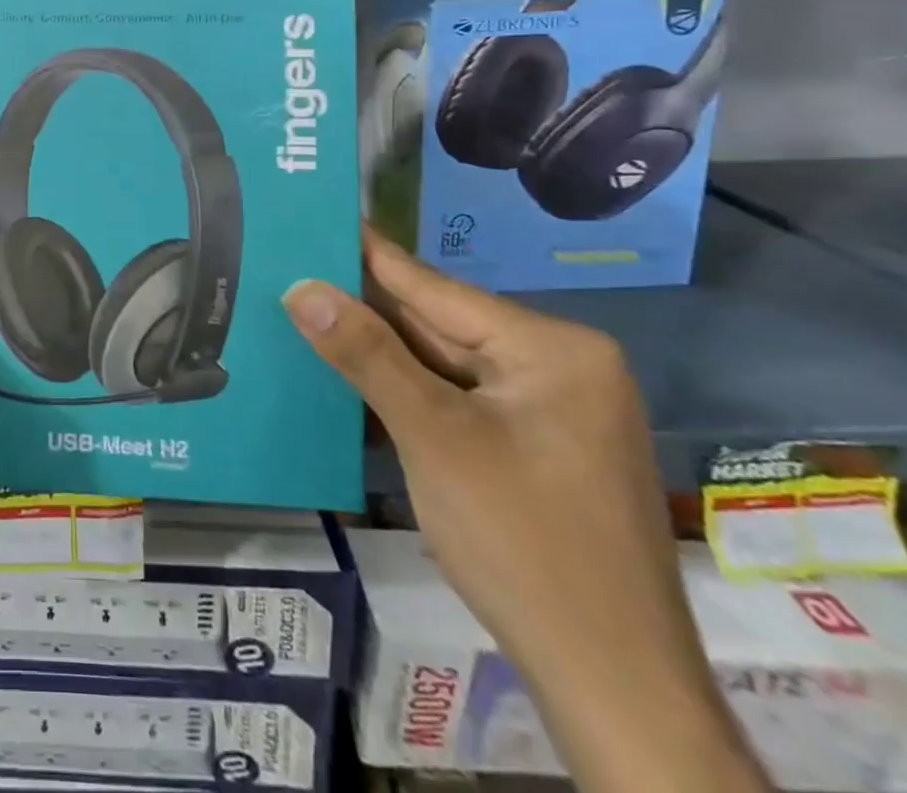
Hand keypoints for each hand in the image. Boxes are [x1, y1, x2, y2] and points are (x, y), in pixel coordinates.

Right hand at [282, 227, 768, 792]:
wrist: (613, 690)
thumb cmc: (524, 543)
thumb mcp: (433, 437)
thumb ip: (365, 353)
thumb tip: (300, 286)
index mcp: (552, 349)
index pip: (435, 288)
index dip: (367, 254)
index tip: (318, 216)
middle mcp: (558, 368)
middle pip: (438, 325)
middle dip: (365, 307)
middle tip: (292, 269)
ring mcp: (548, 413)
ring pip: (443, 365)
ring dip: (379, 352)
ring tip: (306, 311)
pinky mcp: (534, 451)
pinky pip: (456, 401)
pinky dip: (405, 391)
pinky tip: (352, 375)